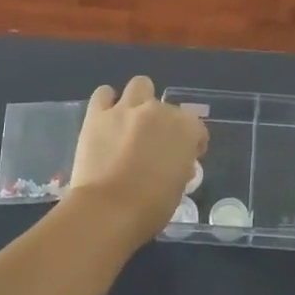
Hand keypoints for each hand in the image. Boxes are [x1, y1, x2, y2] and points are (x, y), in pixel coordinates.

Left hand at [67, 77, 207, 239]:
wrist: (108, 210)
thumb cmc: (151, 206)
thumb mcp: (179, 188)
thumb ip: (180, 167)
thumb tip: (177, 164)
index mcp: (185, 128)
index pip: (197, 128)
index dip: (193, 142)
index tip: (187, 157)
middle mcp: (158, 111)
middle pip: (167, 106)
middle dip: (164, 122)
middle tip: (155, 143)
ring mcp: (126, 109)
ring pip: (139, 85)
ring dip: (140, 100)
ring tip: (132, 120)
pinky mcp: (97, 115)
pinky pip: (104, 94)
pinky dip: (107, 102)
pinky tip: (107, 117)